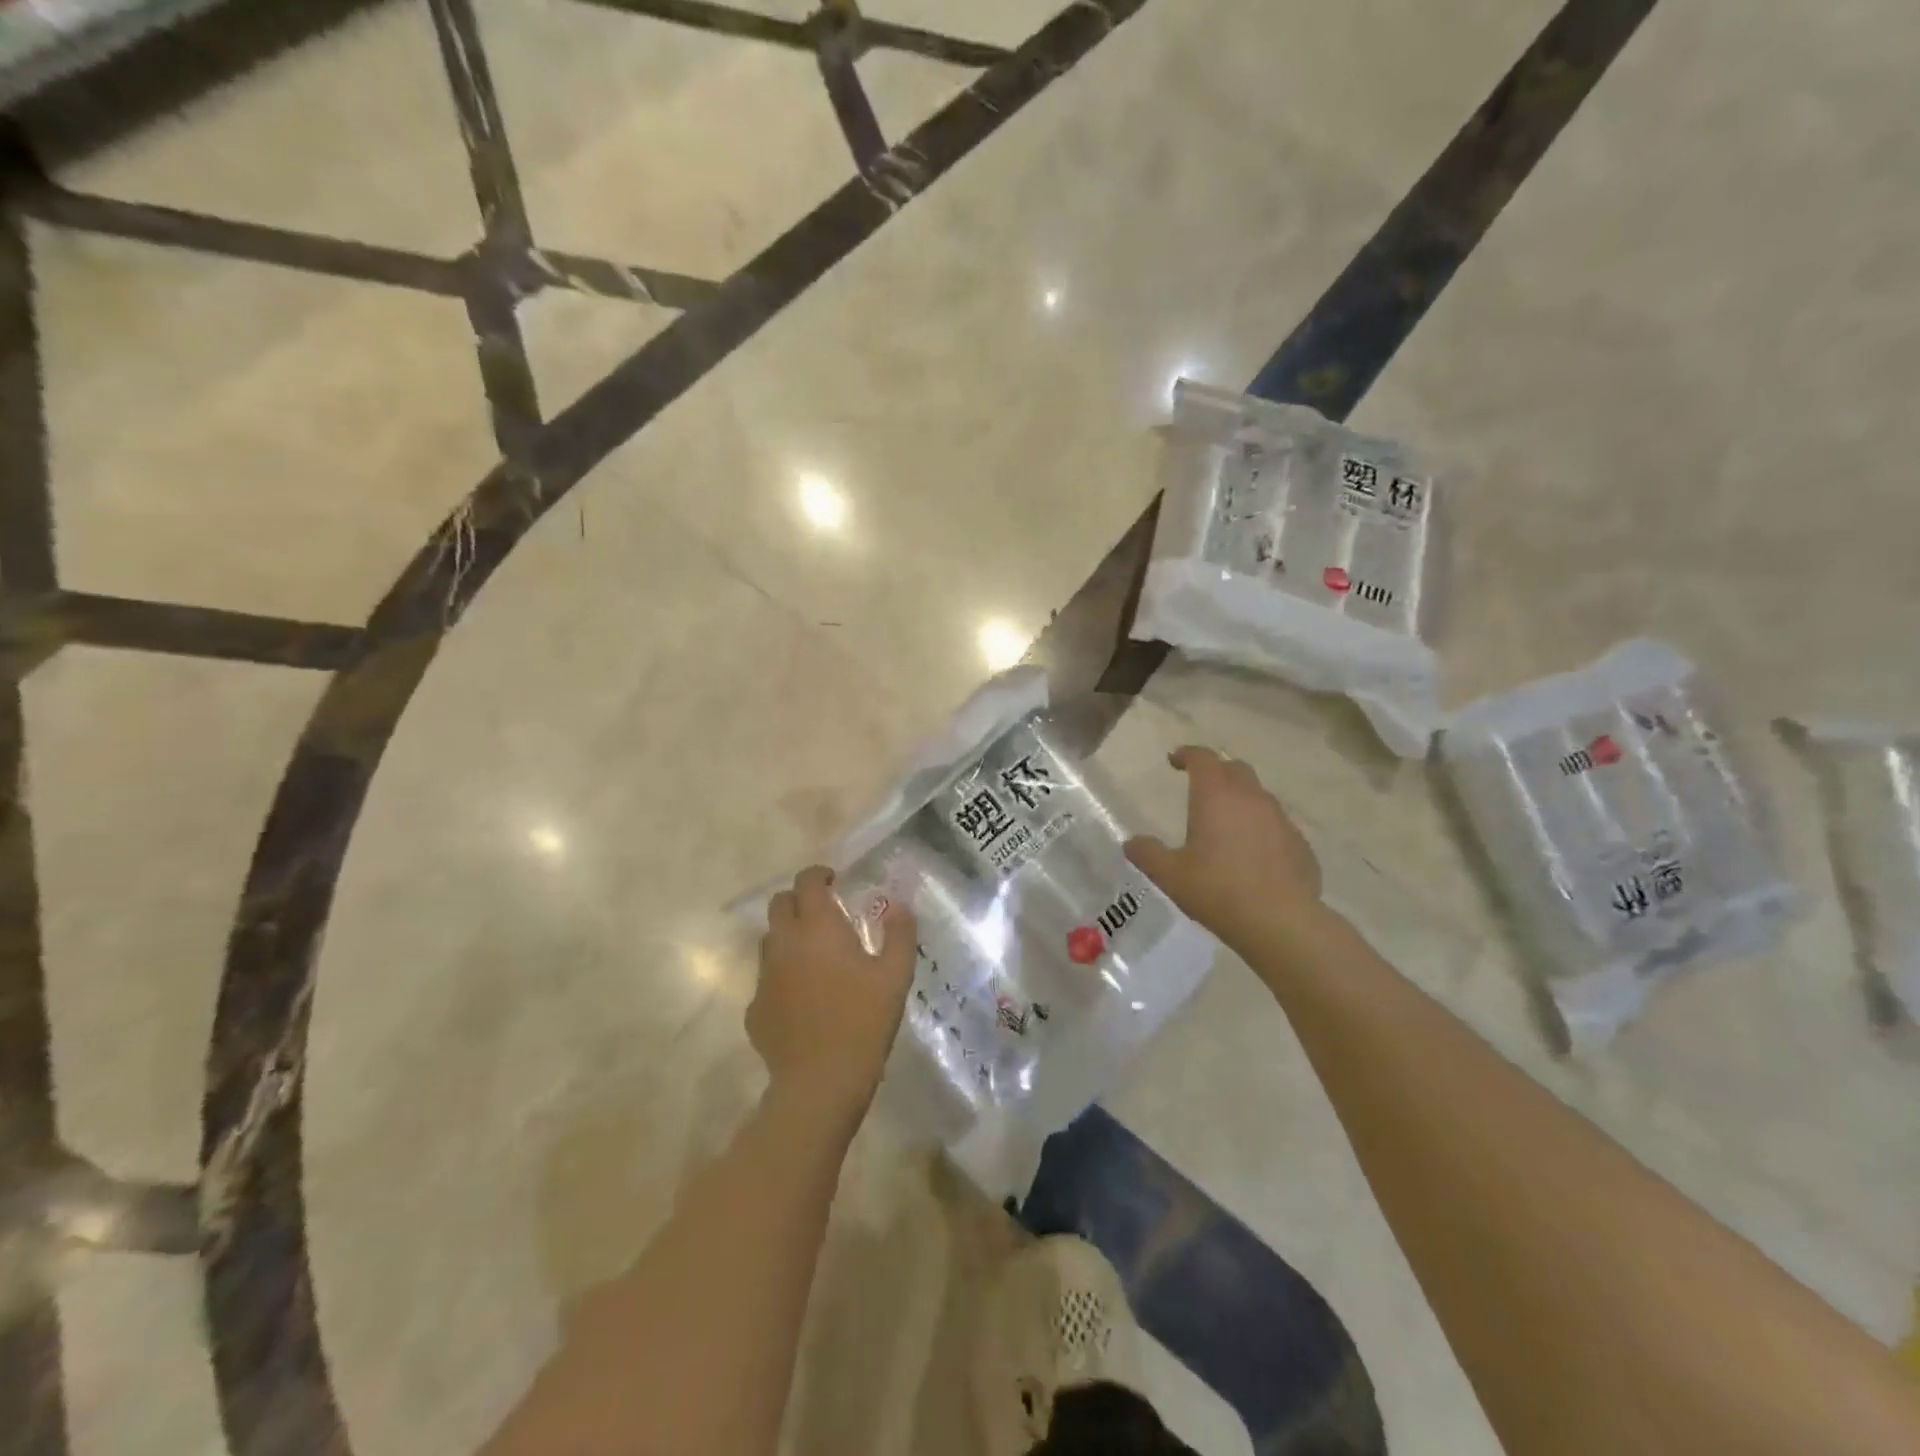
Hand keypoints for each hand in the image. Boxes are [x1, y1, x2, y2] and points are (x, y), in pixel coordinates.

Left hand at [750, 865, 916, 1125]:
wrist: (820, 1082)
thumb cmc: (864, 1022)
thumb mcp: (896, 975)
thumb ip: (899, 933)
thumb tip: (897, 904)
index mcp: (818, 928)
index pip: (807, 882)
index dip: (818, 874)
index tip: (834, 880)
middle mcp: (785, 943)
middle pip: (779, 904)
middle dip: (799, 900)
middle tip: (823, 913)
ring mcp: (764, 976)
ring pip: (769, 940)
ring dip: (788, 936)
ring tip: (814, 955)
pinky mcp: (755, 1008)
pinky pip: (766, 979)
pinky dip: (782, 975)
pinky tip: (803, 998)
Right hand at [1124, 746, 1322, 951]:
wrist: (1281, 922)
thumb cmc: (1217, 890)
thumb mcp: (1170, 875)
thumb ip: (1148, 854)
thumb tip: (1131, 843)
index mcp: (1216, 796)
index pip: (1203, 758)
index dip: (1187, 754)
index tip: (1174, 760)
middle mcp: (1251, 798)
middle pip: (1235, 769)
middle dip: (1216, 771)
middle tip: (1200, 786)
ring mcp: (1281, 820)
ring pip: (1259, 796)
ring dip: (1240, 800)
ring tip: (1225, 824)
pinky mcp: (1300, 844)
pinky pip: (1276, 825)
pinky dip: (1261, 829)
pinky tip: (1252, 855)